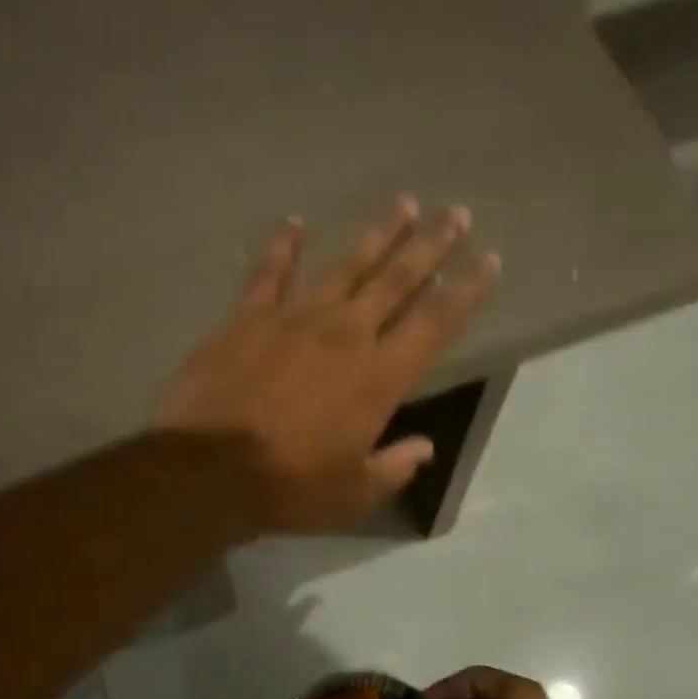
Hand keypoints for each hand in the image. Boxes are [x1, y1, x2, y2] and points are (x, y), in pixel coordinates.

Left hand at [156, 198, 498, 532]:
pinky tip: (296, 224)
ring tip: (404, 204)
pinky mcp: (247, 318)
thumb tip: (424, 448)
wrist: (208, 471)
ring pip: (345, 266)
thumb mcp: (353, 494)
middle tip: (457, 213)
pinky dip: (283, 247)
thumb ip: (394, 468)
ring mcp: (294, 319)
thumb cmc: (288, 488)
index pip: (436, 323)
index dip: (467, 291)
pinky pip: (270, 273)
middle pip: (398, 279)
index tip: (489, 260)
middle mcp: (345, 335)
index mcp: (380, 377)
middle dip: (432, 245)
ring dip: (378, 234)